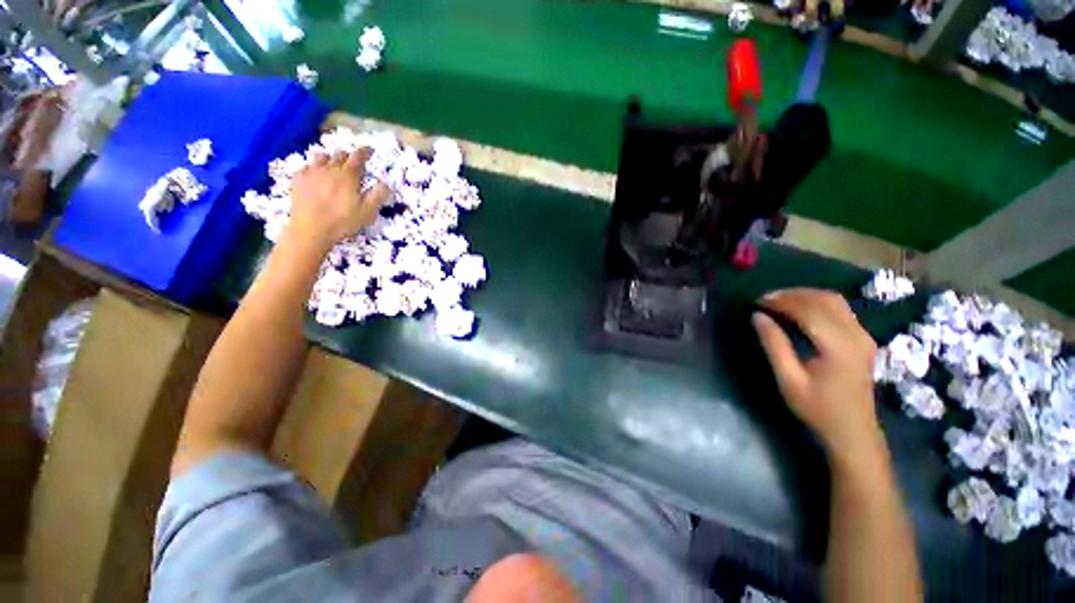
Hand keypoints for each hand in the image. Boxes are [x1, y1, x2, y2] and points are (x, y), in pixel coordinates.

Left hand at [287, 149, 389, 249]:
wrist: (311, 229)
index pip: (357, 157)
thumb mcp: (367, 212)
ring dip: (330, 159)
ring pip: (321, 157)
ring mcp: (311, 173)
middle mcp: (329, 169)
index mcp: (348, 176)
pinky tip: (316, 176)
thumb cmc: (343, 221)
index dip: (364, 152)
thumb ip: (377, 196)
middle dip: (348, 156)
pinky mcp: (298, 180)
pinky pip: (307, 167)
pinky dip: (314, 168)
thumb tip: (386, 183)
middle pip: (339, 155)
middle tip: (353, 164)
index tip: (369, 150)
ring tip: (333, 166)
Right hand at [752, 288, 884, 465]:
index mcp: (839, 347)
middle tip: (765, 299)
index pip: (810, 311)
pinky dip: (817, 302)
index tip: (758, 301)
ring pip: (835, 301)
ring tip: (779, 300)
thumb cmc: (817, 408)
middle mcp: (856, 336)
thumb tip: (758, 316)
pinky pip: (841, 309)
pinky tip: (800, 309)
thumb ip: (774, 345)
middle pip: (825, 300)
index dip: (782, 302)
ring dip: (806, 295)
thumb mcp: (789, 379)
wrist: (853, 430)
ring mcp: (864, 336)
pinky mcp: (863, 338)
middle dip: (793, 294)